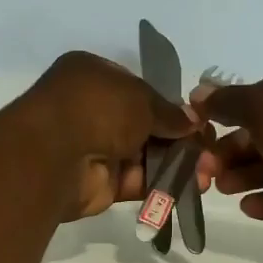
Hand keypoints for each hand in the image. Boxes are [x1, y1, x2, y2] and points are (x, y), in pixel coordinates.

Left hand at [22, 52, 199, 220]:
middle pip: (143, 125)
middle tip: (210, 151)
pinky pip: (136, 181)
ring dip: (176, 163)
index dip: (169, 106)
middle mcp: (91, 110)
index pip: (138, 90)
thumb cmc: (96, 108)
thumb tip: (192, 121)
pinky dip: (162, 184)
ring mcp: (93, 148)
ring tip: (208, 172)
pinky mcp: (98, 184)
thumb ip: (168, 111)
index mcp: (92, 76)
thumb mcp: (141, 99)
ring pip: (143, 156)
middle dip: (178, 139)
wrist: (53, 155)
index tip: (197, 121)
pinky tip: (192, 186)